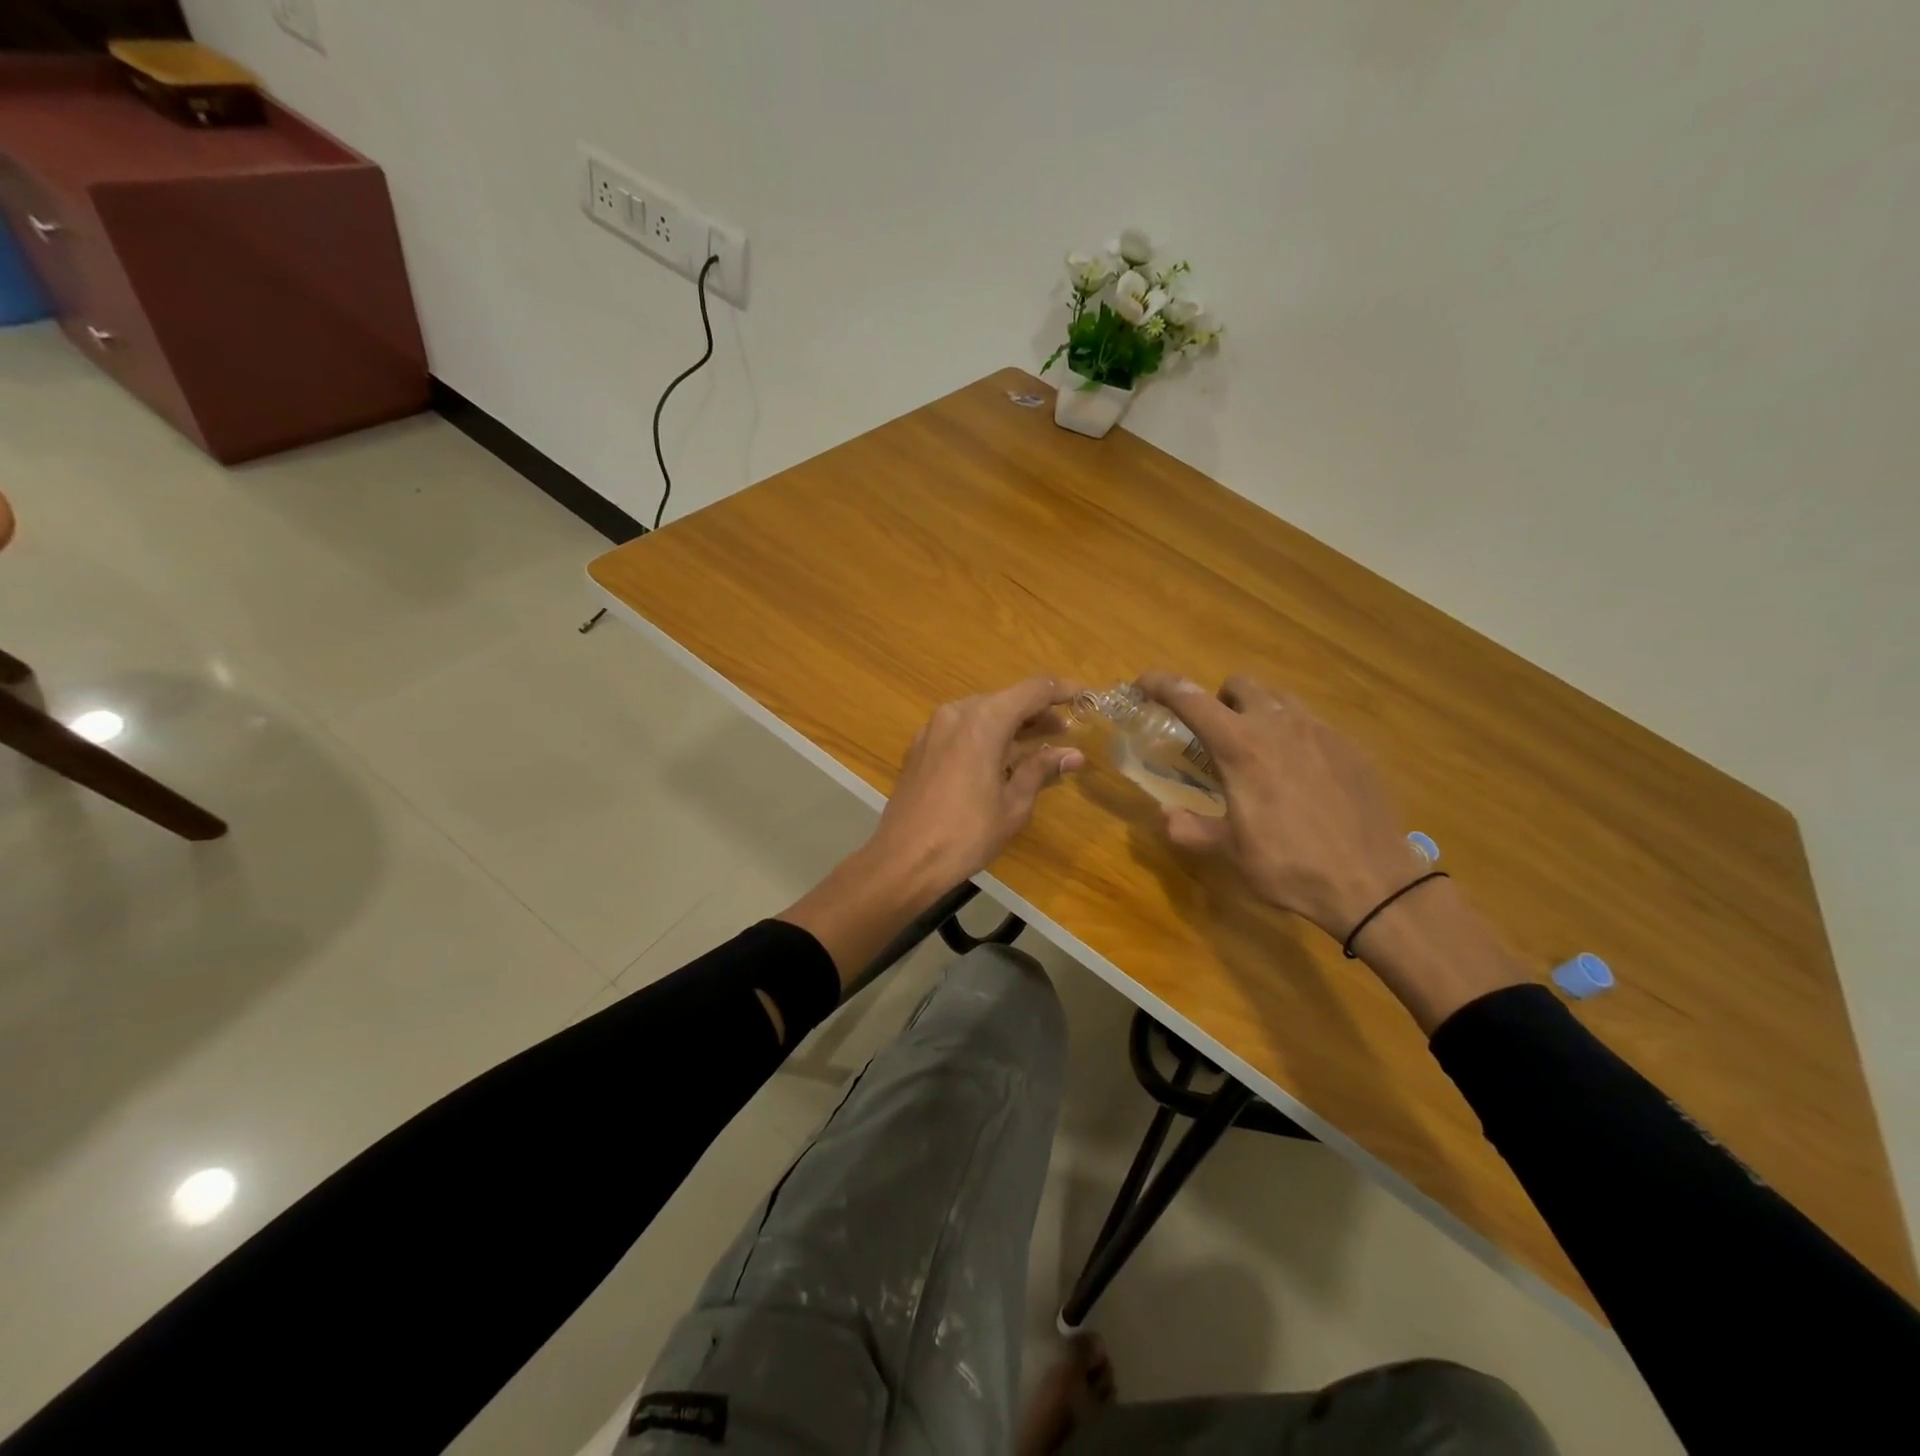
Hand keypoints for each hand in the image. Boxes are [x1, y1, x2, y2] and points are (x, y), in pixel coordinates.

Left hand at [869, 676, 1085, 890]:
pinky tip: (999, 760)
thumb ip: (1041, 770)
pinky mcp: (920, 748)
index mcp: (984, 720)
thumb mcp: (1013, 804)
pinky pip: (961, 730)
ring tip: (1037, 746)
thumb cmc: (966, 833)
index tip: (1085, 697)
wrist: (904, 859)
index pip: (1033, 690)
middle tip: (1065, 731)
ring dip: (1010, 726)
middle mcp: (956, 713)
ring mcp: (933, 729)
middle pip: (1005, 700)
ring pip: (981, 715)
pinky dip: (985, 737)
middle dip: (1036, 713)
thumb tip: (1073, 755)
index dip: (1062, 691)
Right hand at [1136, 672, 1424, 939]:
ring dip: (1259, 711)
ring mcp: (1321, 731)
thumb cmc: (1289, 865)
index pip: (1190, 698)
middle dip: (1219, 699)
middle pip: (1240, 684)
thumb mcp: (1230, 852)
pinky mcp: (1352, 747)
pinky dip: (1296, 736)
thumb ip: (1190, 829)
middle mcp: (1279, 724)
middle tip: (1216, 733)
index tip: (1143, 684)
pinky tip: (1303, 776)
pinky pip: (1315, 725)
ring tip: (1260, 750)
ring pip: (1281, 698)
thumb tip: (1167, 815)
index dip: (1161, 684)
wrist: (1371, 882)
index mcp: (1239, 746)